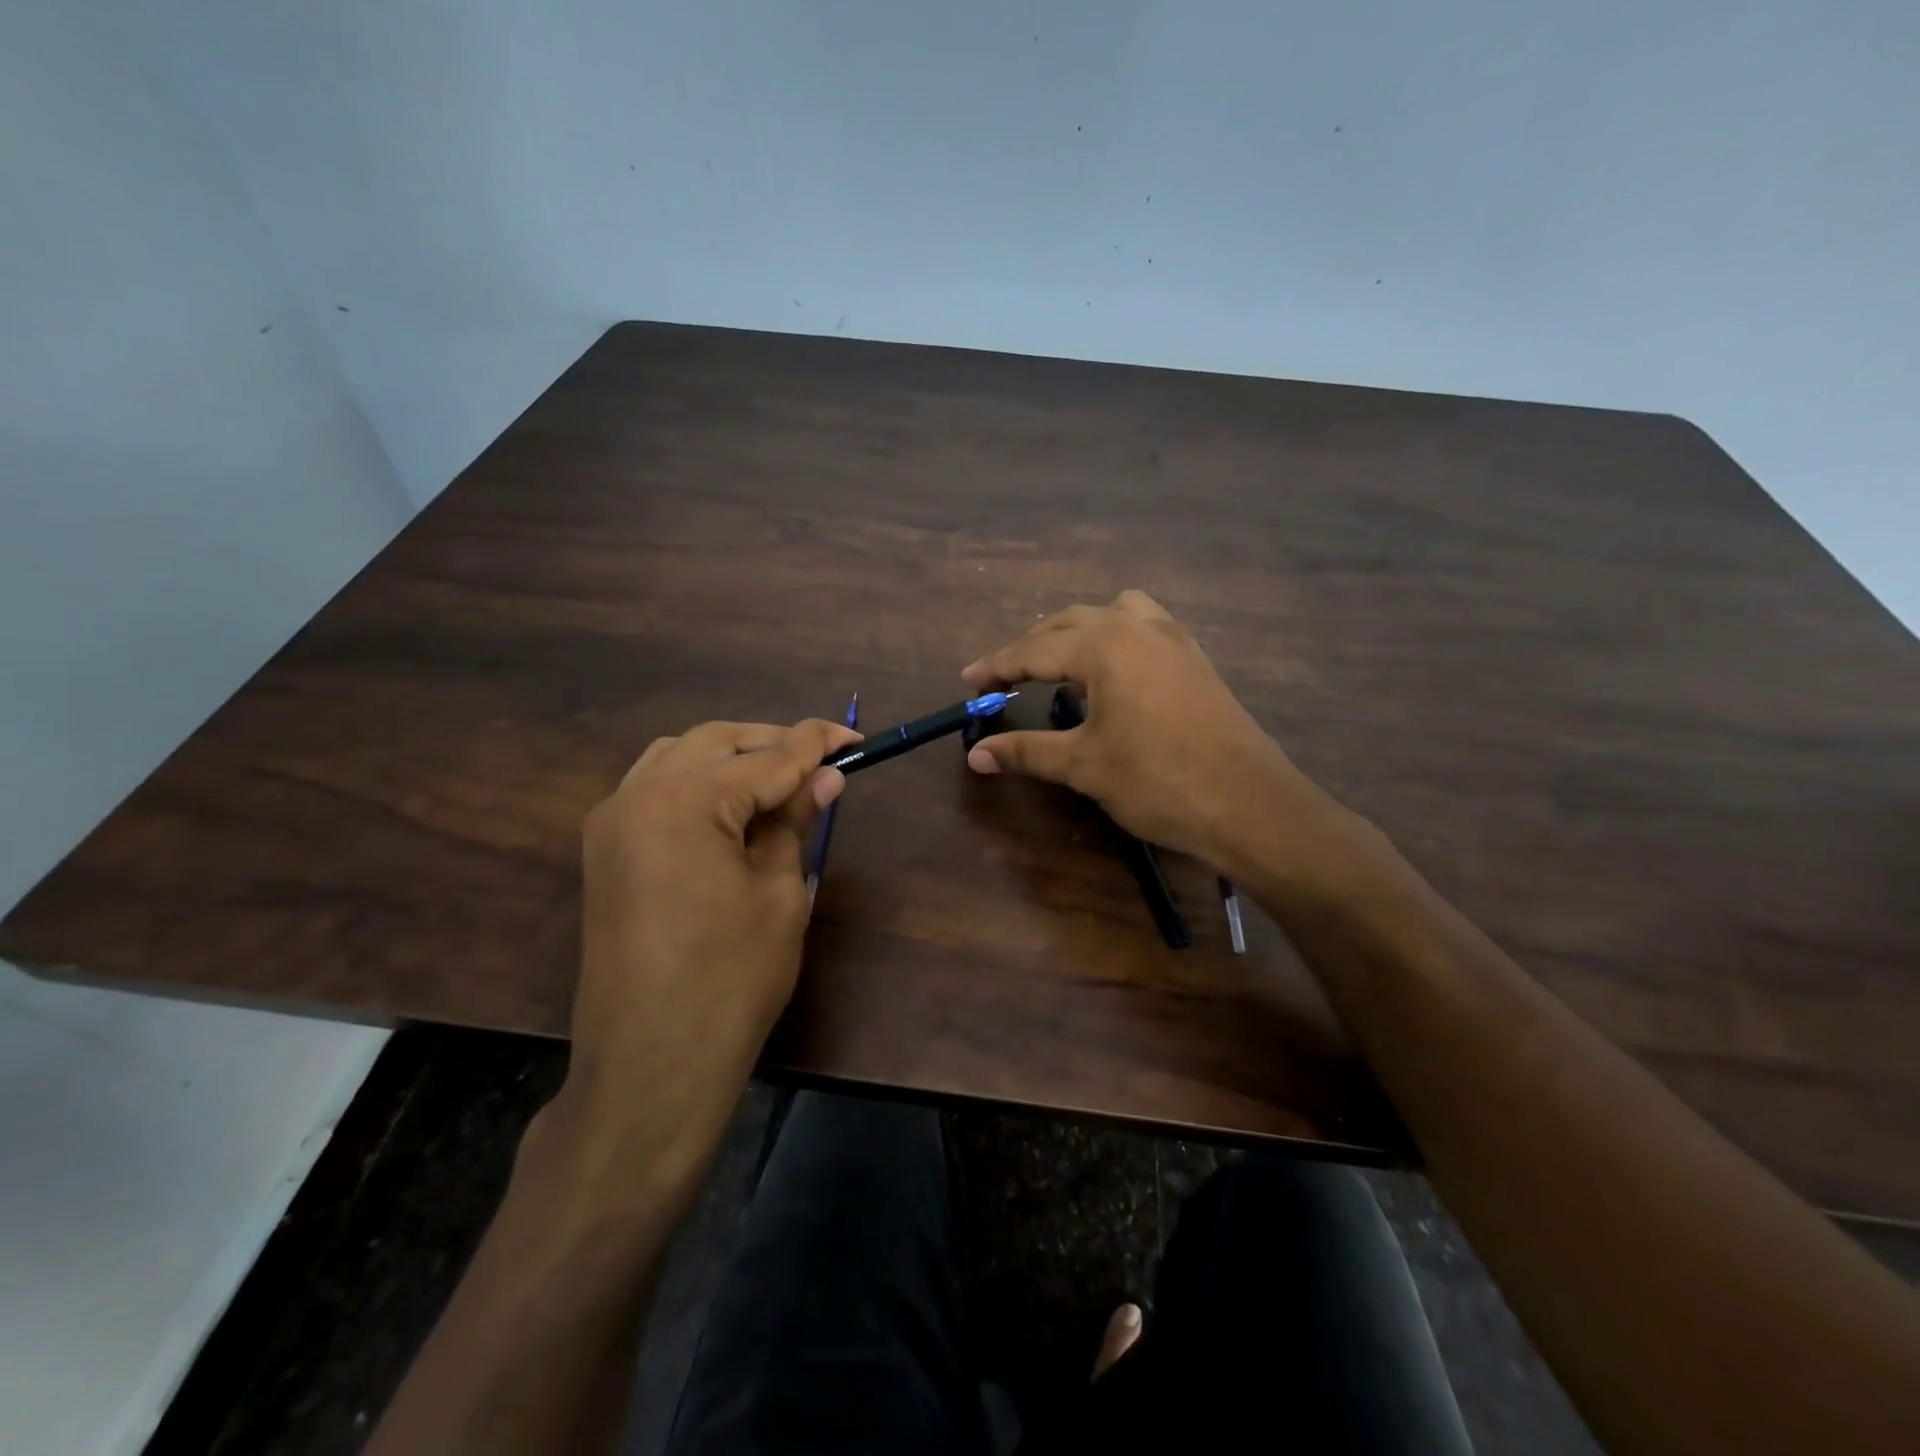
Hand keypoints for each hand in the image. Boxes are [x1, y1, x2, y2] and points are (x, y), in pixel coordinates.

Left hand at [561, 718, 859, 1172]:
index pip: (766, 757)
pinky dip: (697, 780)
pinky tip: (730, 804)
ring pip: (679, 756)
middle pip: (717, 743)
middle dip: (773, 743)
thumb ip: (795, 821)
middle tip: (823, 760)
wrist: (652, 1063)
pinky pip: (654, 786)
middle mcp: (637, 795)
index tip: (854, 736)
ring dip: (733, 756)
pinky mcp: (606, 848)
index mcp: (684, 802)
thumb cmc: (731, 979)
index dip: (816, 744)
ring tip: (781, 778)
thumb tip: (826, 777)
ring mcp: (612, 821)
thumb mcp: (779, 892)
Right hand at [961, 591, 1317, 869]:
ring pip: (1113, 613)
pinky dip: (1115, 639)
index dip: (996, 667)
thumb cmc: (1158, 782)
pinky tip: (1113, 676)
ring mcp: (1174, 639)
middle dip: (1032, 647)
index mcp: (1105, 646)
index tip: (967, 682)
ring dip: (1078, 632)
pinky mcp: (1196, 659)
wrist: (1249, 804)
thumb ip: (1026, 752)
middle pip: (1069, 622)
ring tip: (1061, 666)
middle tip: (1004, 679)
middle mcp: (1138, 628)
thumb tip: (975, 754)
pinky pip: (1145, 627)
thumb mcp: (1083, 766)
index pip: (1034, 649)